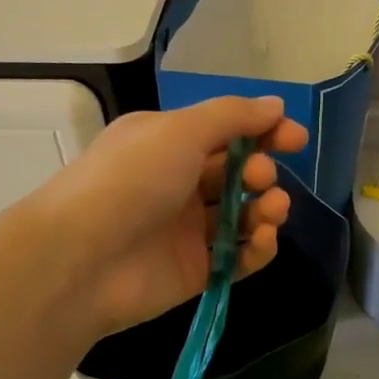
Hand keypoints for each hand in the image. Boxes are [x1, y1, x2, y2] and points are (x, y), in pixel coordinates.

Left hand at [36, 95, 308, 335]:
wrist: (82, 259)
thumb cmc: (130, 180)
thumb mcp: (179, 131)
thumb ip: (232, 117)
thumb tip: (275, 106)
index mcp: (168, 144)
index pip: (226, 133)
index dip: (264, 132)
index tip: (296, 139)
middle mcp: (177, 184)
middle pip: (237, 174)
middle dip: (261, 171)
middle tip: (261, 178)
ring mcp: (187, 231)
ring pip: (243, 216)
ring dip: (268, 209)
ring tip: (272, 210)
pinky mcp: (196, 271)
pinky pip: (239, 258)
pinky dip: (258, 248)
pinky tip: (264, 240)